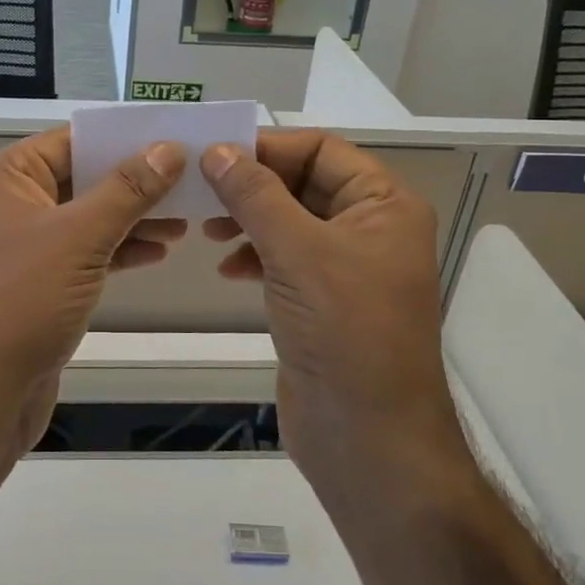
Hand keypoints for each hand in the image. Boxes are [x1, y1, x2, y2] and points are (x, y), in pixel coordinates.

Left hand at [0, 127, 187, 456]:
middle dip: (136, 182)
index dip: (123, 139)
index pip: (72, 141)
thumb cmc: (21, 300)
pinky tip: (158, 252)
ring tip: (186, 220)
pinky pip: (84, 253)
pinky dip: (118, 250)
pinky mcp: (39, 284)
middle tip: (191, 183)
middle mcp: (12, 204)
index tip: (176, 139)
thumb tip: (168, 149)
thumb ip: (126, 190)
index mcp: (7, 177)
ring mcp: (24, 247)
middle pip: (82, 178)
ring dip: (133, 218)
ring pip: (88, 218)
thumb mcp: (78, 236)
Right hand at [201, 130, 468, 491]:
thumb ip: (255, 195)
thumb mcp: (297, 251)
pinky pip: (286, 258)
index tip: (213, 153)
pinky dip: (255, 254)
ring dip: (249, 218)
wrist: (368, 437)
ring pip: (290, 221)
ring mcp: (347, 268)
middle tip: (200, 190)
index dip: (268, 147)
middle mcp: (370, 228)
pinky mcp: (324, 301)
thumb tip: (218, 151)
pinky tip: (227, 268)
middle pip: (304, 183)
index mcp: (384, 204)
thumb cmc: (344, 331)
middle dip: (253, 184)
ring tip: (207, 230)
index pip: (322, 150)